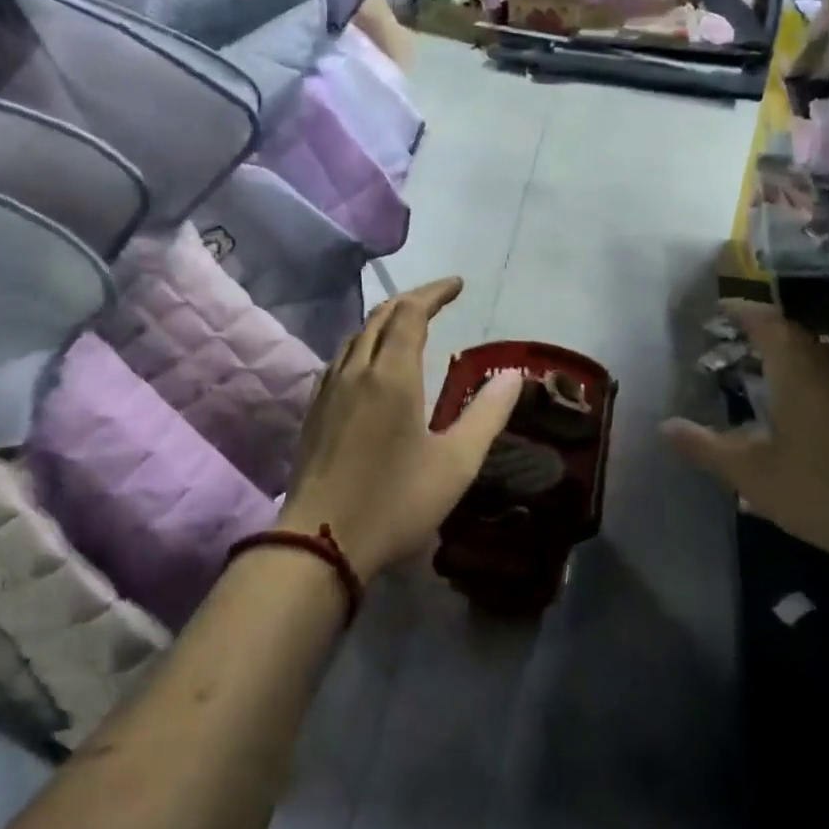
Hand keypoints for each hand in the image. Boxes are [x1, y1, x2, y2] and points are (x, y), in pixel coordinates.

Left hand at [280, 278, 522, 578]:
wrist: (320, 544)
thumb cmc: (395, 501)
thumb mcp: (456, 463)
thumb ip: (488, 415)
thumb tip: (514, 376)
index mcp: (392, 374)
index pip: (411, 312)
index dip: (434, 292)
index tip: (458, 285)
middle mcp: (356, 371)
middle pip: (380, 317)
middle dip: (411, 300)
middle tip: (439, 299)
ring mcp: (329, 391)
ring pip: (357, 336)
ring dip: (385, 321)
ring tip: (409, 325)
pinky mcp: (314, 412)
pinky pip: (341, 359)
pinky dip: (364, 345)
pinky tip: (371, 366)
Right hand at [662, 303, 828, 574]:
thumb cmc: (822, 490)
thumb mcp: (752, 473)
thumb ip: (706, 448)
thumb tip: (664, 425)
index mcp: (798, 376)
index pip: (770, 324)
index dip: (744, 310)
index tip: (719, 307)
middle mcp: (826, 378)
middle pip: (792, 339)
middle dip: (759, 332)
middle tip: (727, 337)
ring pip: (810, 365)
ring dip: (780, 359)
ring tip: (748, 370)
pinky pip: (822, 389)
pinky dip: (795, 386)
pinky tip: (782, 416)